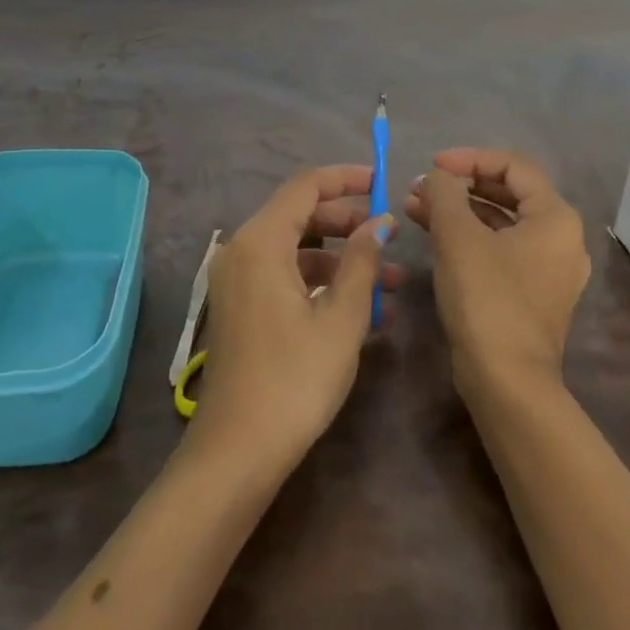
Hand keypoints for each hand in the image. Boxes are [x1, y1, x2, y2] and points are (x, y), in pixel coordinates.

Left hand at [191, 165, 400, 471]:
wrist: (237, 452)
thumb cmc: (295, 379)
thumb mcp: (341, 318)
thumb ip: (362, 261)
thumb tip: (381, 222)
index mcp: (261, 241)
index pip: (306, 186)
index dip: (346, 178)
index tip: (383, 182)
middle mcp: (242, 250)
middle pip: (300, 215)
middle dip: (349, 221)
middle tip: (390, 235)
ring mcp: (238, 280)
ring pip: (297, 249)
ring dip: (342, 259)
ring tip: (392, 282)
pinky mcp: (242, 307)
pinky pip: (285, 276)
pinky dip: (321, 282)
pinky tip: (364, 310)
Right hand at [406, 149, 588, 399]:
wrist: (507, 382)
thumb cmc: (487, 299)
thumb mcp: (458, 236)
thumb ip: (444, 193)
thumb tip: (437, 177)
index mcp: (556, 217)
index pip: (513, 165)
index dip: (470, 158)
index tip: (432, 165)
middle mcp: (562, 239)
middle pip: (509, 192)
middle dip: (460, 185)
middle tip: (421, 187)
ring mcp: (549, 270)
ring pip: (501, 222)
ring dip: (459, 210)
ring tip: (415, 207)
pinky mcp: (532, 294)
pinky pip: (500, 249)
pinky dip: (469, 237)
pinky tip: (433, 235)